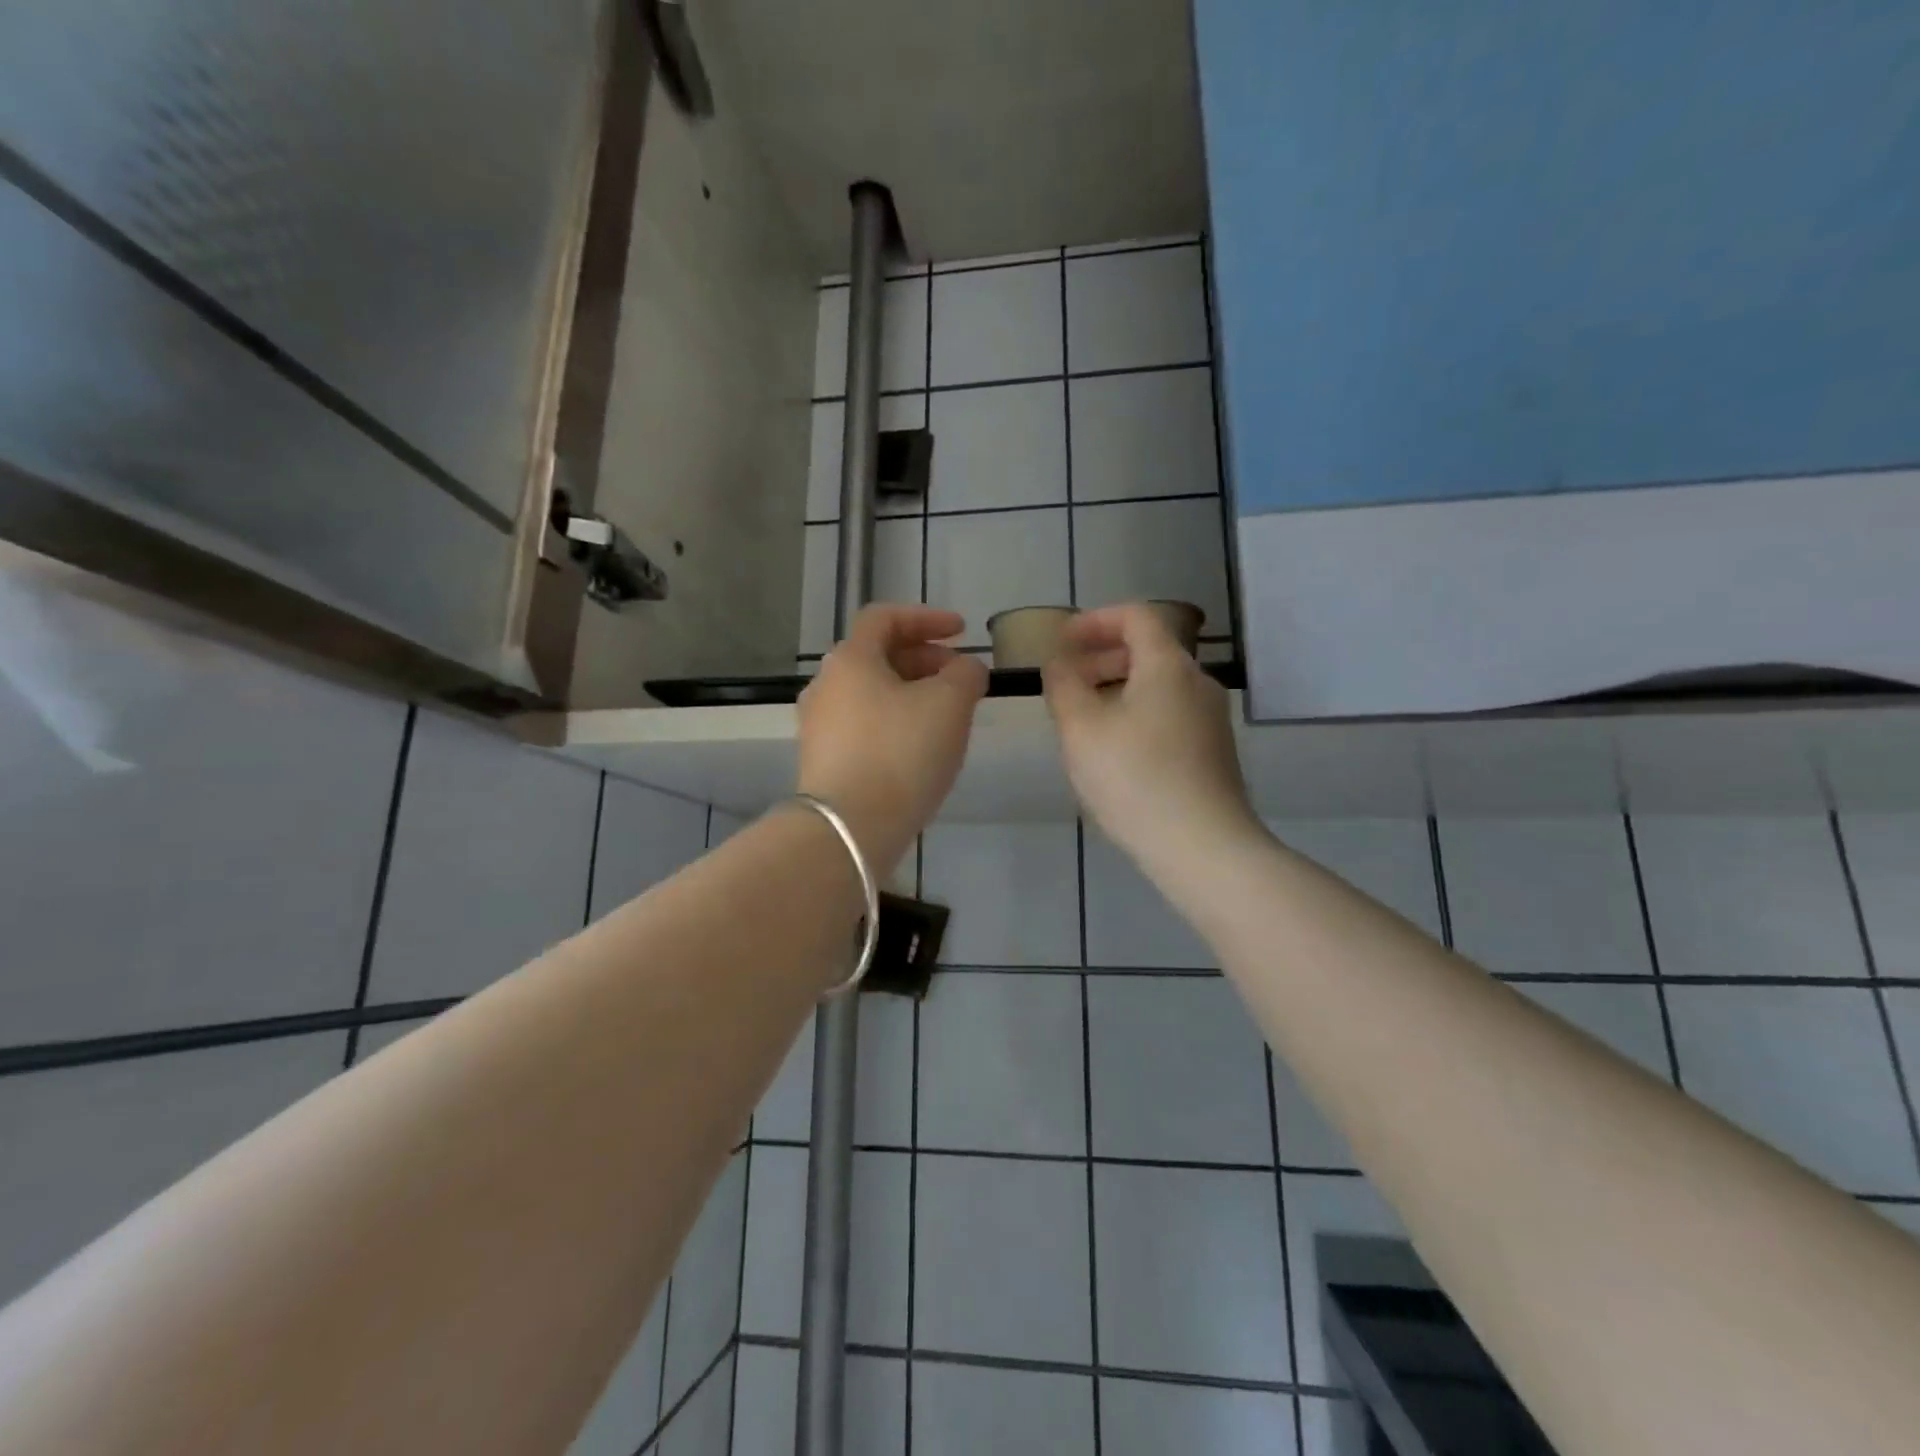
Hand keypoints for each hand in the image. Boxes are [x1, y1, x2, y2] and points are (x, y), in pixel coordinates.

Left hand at [797, 604, 988, 873]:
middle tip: (961, 677)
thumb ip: (966, 673)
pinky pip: (866, 725)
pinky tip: (921, 747)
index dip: (927, 618)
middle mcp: (826, 685)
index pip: (885, 618)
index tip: (962, 631)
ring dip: (912, 692)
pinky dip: (896, 721)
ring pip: (873, 693)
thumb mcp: (950, 703)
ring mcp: (820, 725)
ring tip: (948, 714)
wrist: (849, 829)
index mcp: (850, 659)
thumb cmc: (901, 753)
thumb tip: (966, 669)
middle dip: (925, 659)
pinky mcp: (824, 760)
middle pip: (878, 656)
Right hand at [1043, 604, 1257, 869]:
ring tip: (1082, 721)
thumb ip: (1063, 685)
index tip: (1062, 641)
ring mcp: (1211, 719)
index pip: (1135, 616)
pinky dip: (1135, 714)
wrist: (1203, 847)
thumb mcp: (1081, 729)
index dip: (1094, 620)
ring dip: (1116, 689)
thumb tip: (1059, 662)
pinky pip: (1168, 715)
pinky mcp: (1213, 752)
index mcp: (1168, 665)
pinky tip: (1114, 753)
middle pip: (1148, 650)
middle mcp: (1197, 682)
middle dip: (1101, 658)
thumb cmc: (1135, 779)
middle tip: (1066, 682)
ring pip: (1157, 686)